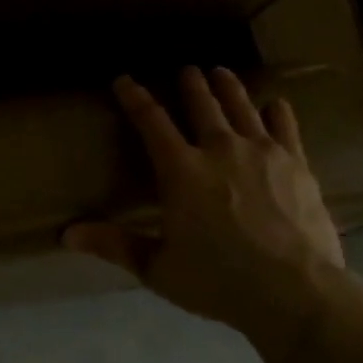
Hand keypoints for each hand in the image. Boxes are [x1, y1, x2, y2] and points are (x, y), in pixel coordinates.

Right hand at [65, 68, 345, 360]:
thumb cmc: (218, 281)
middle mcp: (219, 150)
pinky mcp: (296, 165)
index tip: (124, 80)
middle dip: (190, 84)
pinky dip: (277, 113)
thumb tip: (67, 235)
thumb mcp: (158, 268)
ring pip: (241, 107)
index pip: (151, 122)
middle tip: (186, 70)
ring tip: (221, 72)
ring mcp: (262, 153)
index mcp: (181, 171)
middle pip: (202, 106)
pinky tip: (275, 104)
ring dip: (228, 87)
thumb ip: (115, 246)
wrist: (295, 292)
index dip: (134, 97)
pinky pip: (285, 128)